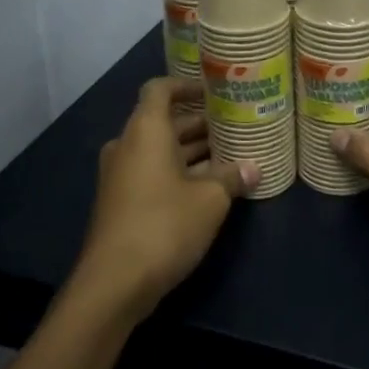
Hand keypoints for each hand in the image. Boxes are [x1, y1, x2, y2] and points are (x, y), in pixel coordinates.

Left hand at [74, 78, 257, 320]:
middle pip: (163, 121)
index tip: (214, 91)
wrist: (114, 282)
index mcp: (145, 131)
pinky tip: (209, 187)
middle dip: (198, 123)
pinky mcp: (121, 201)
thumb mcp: (210, 200)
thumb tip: (253, 168)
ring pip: (159, 150)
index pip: (160, 89)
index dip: (186, 86)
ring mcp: (120, 175)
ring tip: (230, 155)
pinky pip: (152, 172)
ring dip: (191, 151)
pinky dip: (178, 172)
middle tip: (234, 126)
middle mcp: (128, 145)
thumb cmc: (164, 225)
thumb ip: (232, 177)